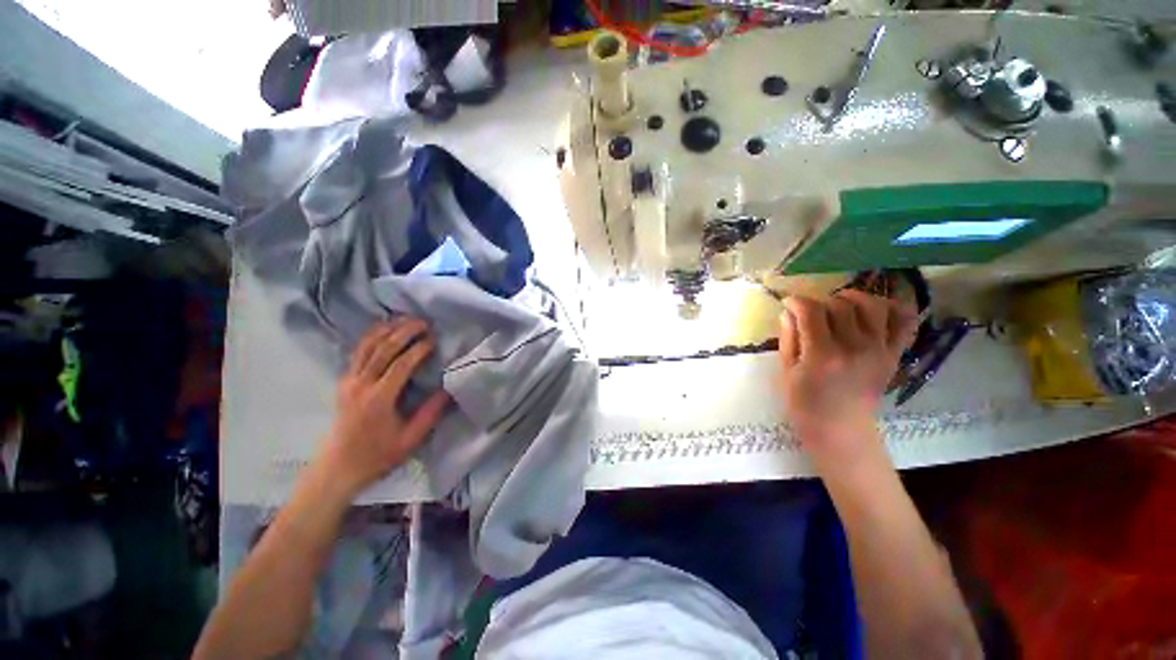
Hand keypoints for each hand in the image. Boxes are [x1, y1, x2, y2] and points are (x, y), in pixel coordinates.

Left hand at [320, 319, 449, 496]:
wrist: (338, 467)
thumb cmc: (378, 455)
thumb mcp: (411, 439)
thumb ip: (431, 412)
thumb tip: (449, 388)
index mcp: (378, 399)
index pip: (401, 364)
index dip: (419, 349)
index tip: (435, 340)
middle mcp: (360, 384)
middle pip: (383, 348)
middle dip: (405, 331)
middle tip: (424, 322)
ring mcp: (348, 380)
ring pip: (367, 345)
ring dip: (387, 328)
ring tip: (405, 318)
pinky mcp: (343, 380)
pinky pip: (357, 351)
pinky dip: (371, 336)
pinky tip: (384, 329)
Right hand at [777, 290, 916, 467]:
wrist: (840, 430)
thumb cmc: (804, 404)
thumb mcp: (786, 371)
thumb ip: (788, 338)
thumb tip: (789, 312)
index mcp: (822, 355)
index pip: (811, 311)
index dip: (797, 301)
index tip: (789, 303)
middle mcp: (854, 348)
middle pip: (841, 305)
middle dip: (821, 301)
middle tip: (811, 311)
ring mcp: (880, 350)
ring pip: (873, 306)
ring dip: (854, 298)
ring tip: (841, 304)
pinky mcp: (894, 355)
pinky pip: (905, 322)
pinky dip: (895, 308)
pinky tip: (876, 309)